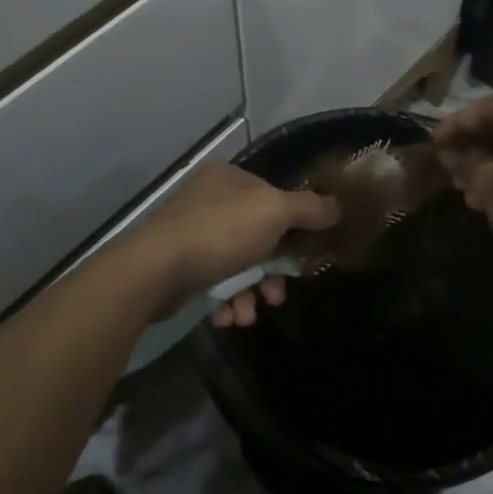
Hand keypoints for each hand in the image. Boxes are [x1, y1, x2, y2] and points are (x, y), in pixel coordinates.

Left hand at [120, 163, 337, 321]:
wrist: (155, 270)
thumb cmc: (220, 233)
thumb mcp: (274, 212)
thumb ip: (309, 208)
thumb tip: (337, 206)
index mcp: (230, 177)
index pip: (273, 197)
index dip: (293, 228)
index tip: (303, 258)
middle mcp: (209, 198)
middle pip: (258, 234)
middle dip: (271, 271)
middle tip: (276, 296)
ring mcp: (191, 229)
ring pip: (237, 261)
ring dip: (249, 292)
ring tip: (248, 314)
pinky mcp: (178, 261)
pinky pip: (214, 279)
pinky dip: (226, 298)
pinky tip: (228, 316)